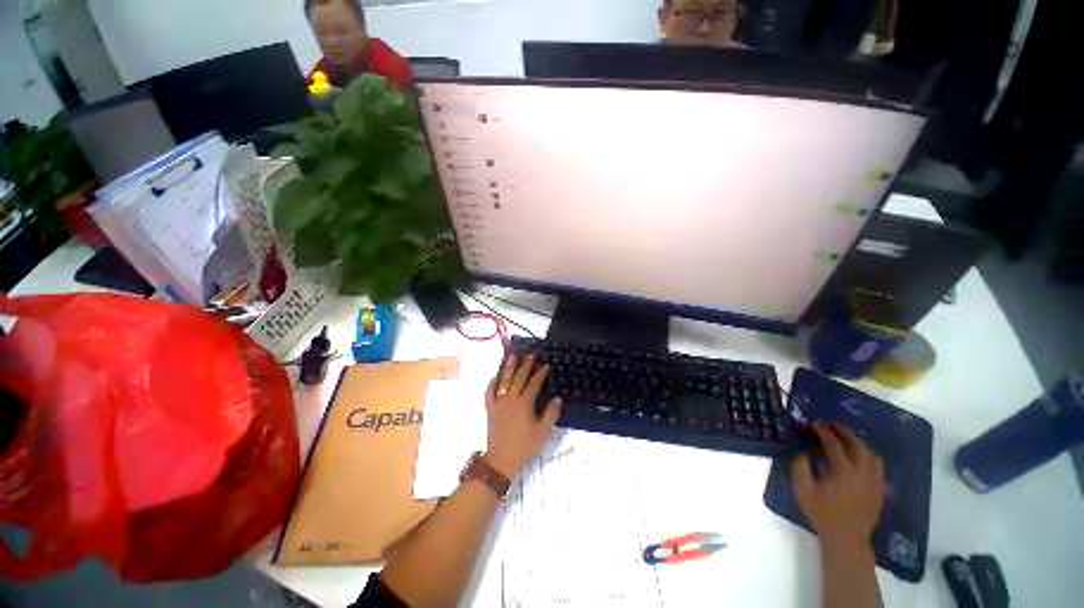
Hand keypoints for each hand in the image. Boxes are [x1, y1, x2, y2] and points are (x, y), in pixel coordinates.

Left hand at [484, 353, 561, 479]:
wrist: (501, 461)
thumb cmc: (524, 447)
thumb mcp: (543, 432)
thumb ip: (551, 414)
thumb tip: (558, 398)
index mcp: (524, 404)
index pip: (533, 384)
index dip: (540, 374)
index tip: (545, 365)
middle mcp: (511, 399)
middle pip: (518, 378)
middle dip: (525, 366)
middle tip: (530, 355)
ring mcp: (498, 403)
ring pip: (504, 381)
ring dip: (509, 368)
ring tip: (512, 356)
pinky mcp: (490, 409)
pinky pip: (489, 392)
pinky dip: (493, 383)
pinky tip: (496, 377)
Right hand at [792, 421, 884, 549]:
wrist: (847, 538)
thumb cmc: (822, 513)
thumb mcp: (803, 490)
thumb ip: (800, 466)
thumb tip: (801, 450)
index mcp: (843, 471)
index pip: (833, 444)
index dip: (823, 431)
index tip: (813, 424)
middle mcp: (862, 472)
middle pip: (856, 444)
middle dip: (843, 431)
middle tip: (831, 423)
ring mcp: (874, 480)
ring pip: (871, 453)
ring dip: (858, 441)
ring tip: (846, 437)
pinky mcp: (879, 488)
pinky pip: (878, 465)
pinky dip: (868, 455)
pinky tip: (860, 456)